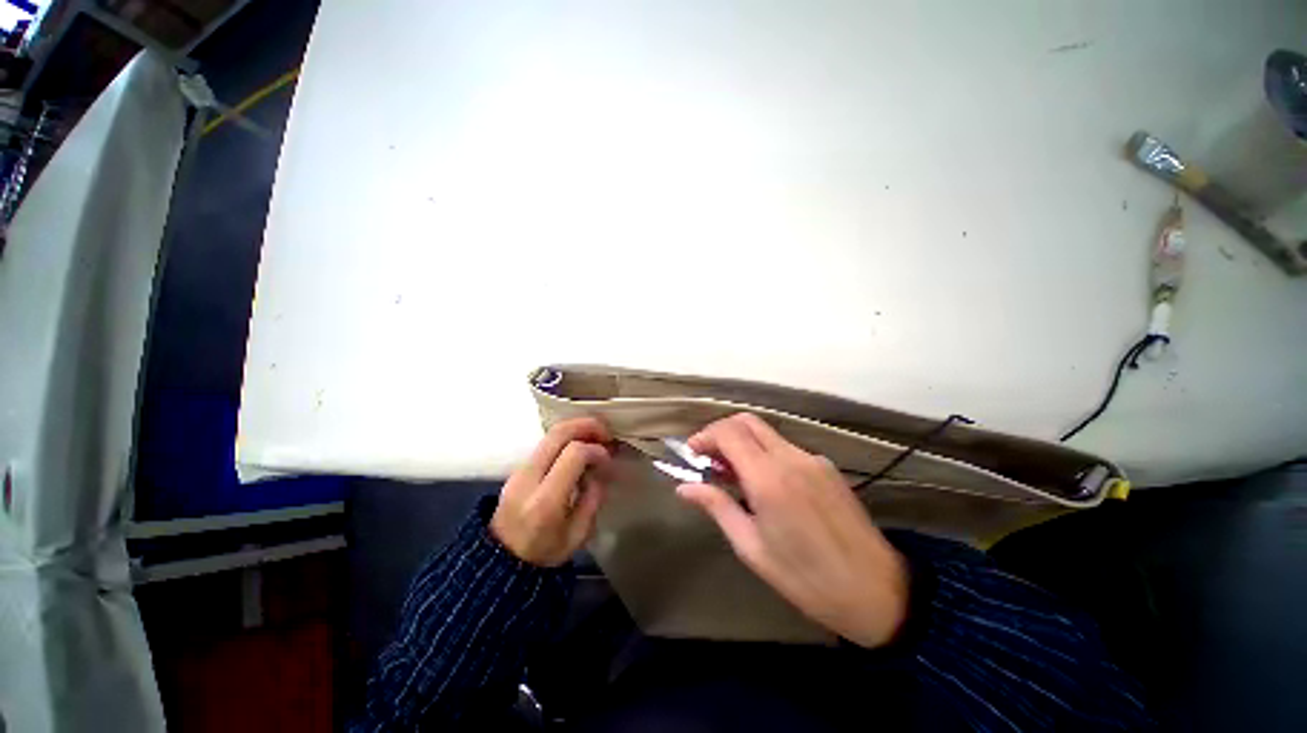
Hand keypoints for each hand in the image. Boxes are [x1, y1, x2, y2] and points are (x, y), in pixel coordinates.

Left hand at [491, 417, 613, 566]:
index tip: (607, 459)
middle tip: (606, 431)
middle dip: (586, 425)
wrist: (501, 564)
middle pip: (558, 434)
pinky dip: (566, 438)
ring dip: (576, 429)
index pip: (573, 454)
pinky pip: (545, 444)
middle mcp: (528, 479)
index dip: (596, 450)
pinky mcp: (517, 469)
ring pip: (549, 434)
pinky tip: (579, 447)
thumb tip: (599, 469)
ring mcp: (519, 471)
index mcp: (545, 501)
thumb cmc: (544, 554)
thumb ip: (592, 498)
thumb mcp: (578, 534)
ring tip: (596, 437)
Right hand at [676, 414, 908, 647]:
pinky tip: (764, 483)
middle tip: (709, 459)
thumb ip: (717, 507)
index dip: (705, 436)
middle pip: (747, 422)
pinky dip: (765, 454)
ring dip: (743, 443)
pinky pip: (786, 448)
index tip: (692, 454)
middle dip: (721, 432)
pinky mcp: (826, 467)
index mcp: (769, 478)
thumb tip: (685, 488)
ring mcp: (812, 459)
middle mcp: (791, 458)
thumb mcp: (752, 548)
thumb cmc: (806, 578)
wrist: (877, 592)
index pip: (728, 433)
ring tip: (732, 474)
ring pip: (766, 433)